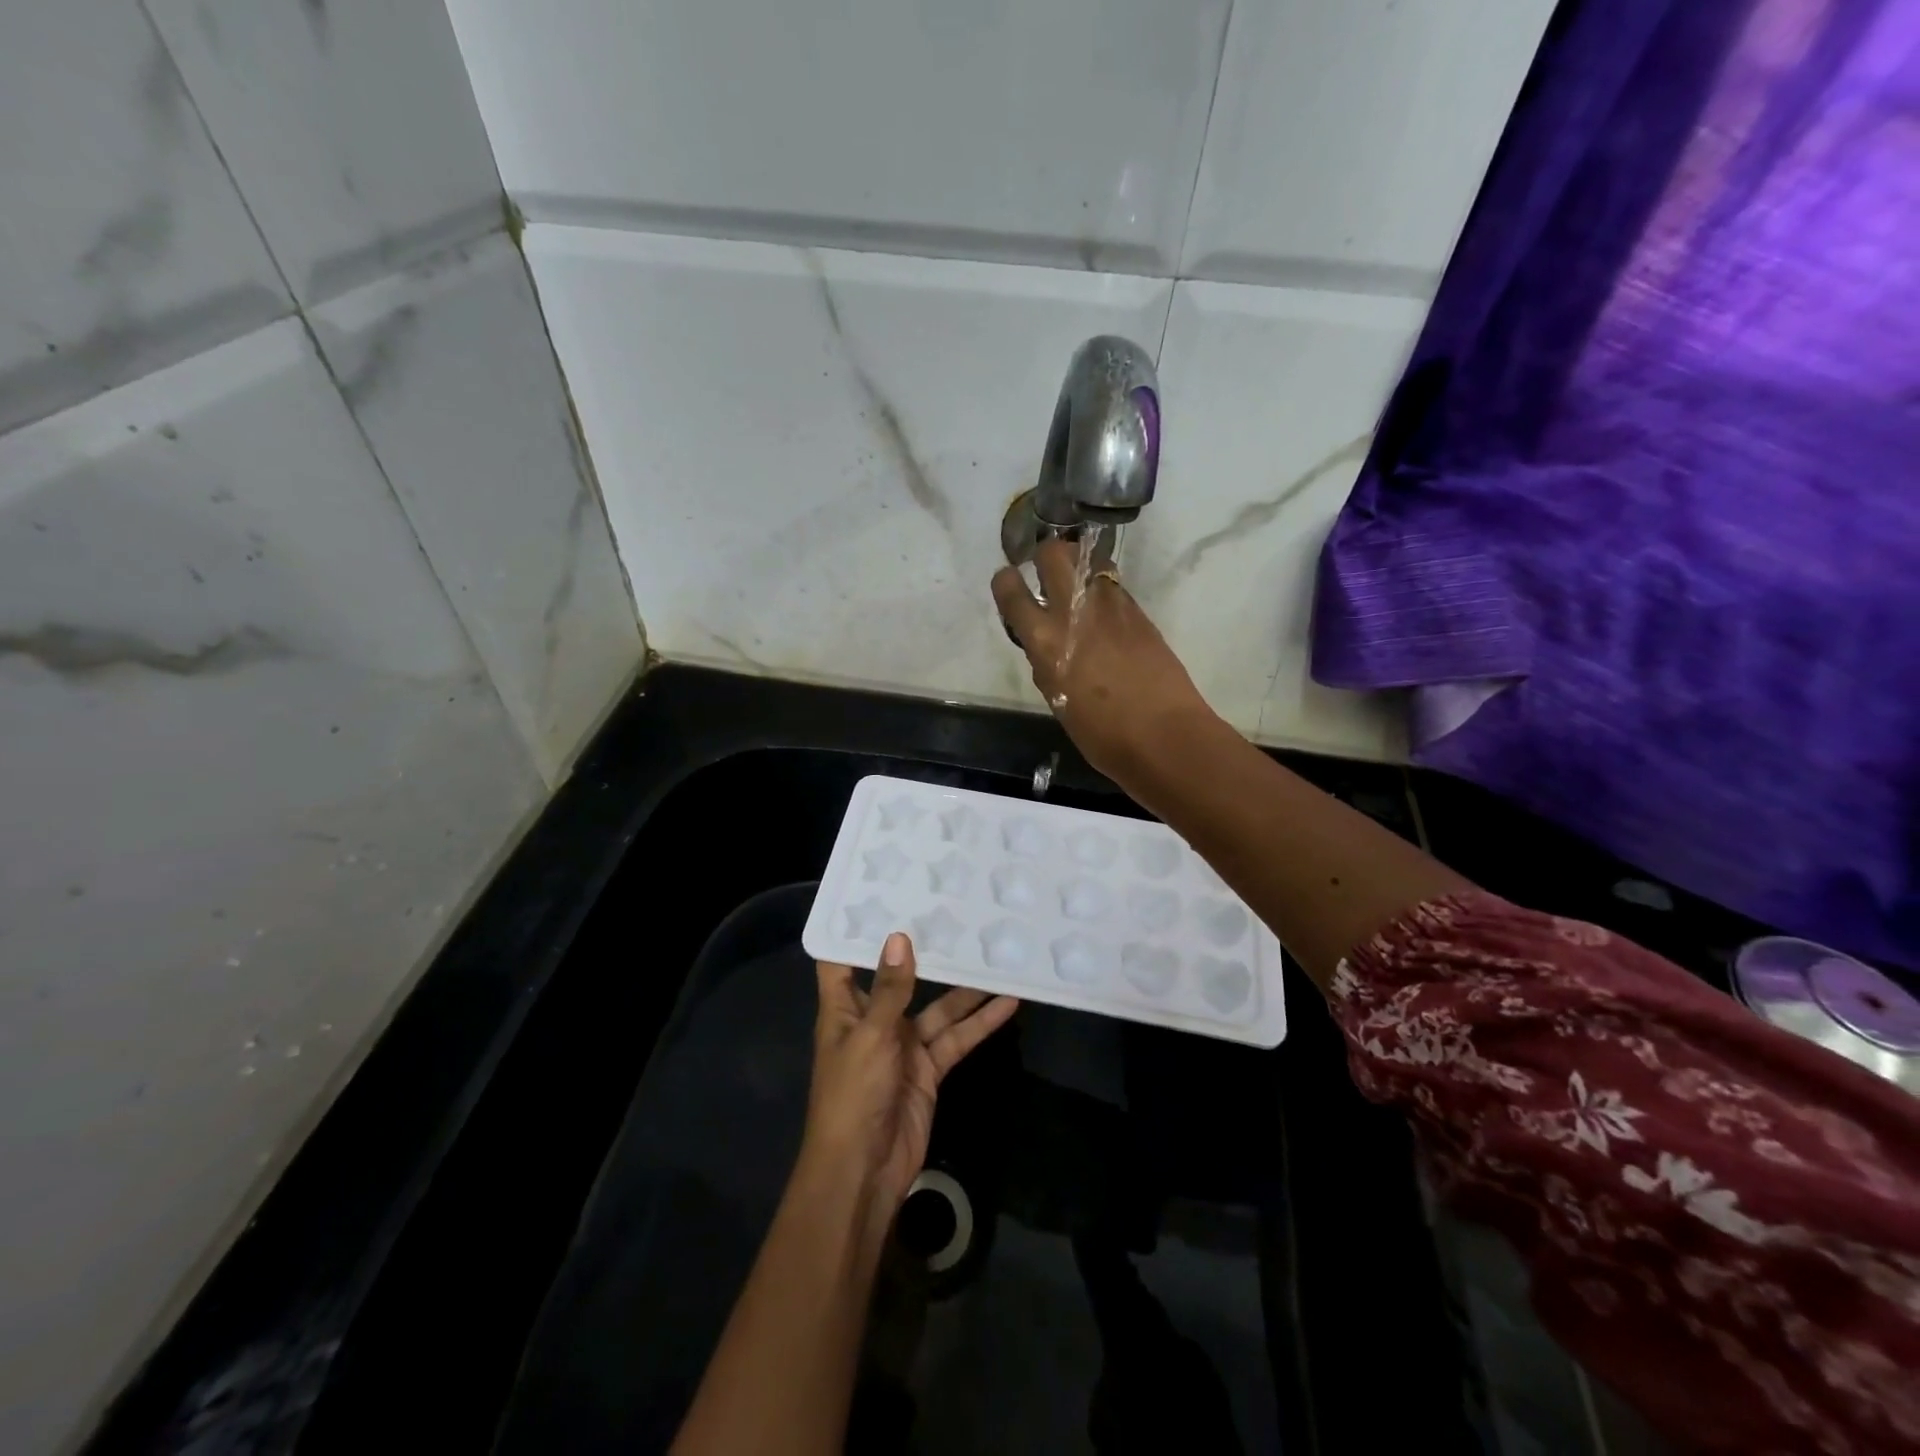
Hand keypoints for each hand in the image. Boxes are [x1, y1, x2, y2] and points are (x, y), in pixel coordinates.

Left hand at [805, 932, 1018, 1219]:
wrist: (864, 1172)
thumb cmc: (853, 1096)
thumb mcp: (870, 1037)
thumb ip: (890, 990)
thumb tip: (899, 937)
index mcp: (843, 1008)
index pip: (842, 960)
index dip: (854, 930)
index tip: (878, 894)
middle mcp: (873, 1020)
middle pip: (898, 978)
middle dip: (922, 951)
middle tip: (951, 912)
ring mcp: (903, 1044)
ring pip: (938, 1007)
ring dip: (965, 987)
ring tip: (994, 952)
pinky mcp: (929, 1068)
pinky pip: (956, 1037)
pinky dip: (980, 1022)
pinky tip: (1007, 1002)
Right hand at [991, 538, 1217, 781]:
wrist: (1163, 734)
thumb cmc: (1101, 733)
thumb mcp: (1055, 697)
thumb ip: (1046, 661)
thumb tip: (1046, 643)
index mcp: (1044, 639)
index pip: (1011, 589)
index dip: (1005, 581)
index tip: (1009, 583)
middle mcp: (1074, 611)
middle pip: (1054, 553)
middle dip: (1045, 556)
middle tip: (1046, 574)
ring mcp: (1110, 606)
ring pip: (1089, 562)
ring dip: (1079, 570)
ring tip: (1079, 592)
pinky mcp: (1138, 612)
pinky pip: (1113, 588)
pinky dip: (1103, 593)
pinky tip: (1105, 616)